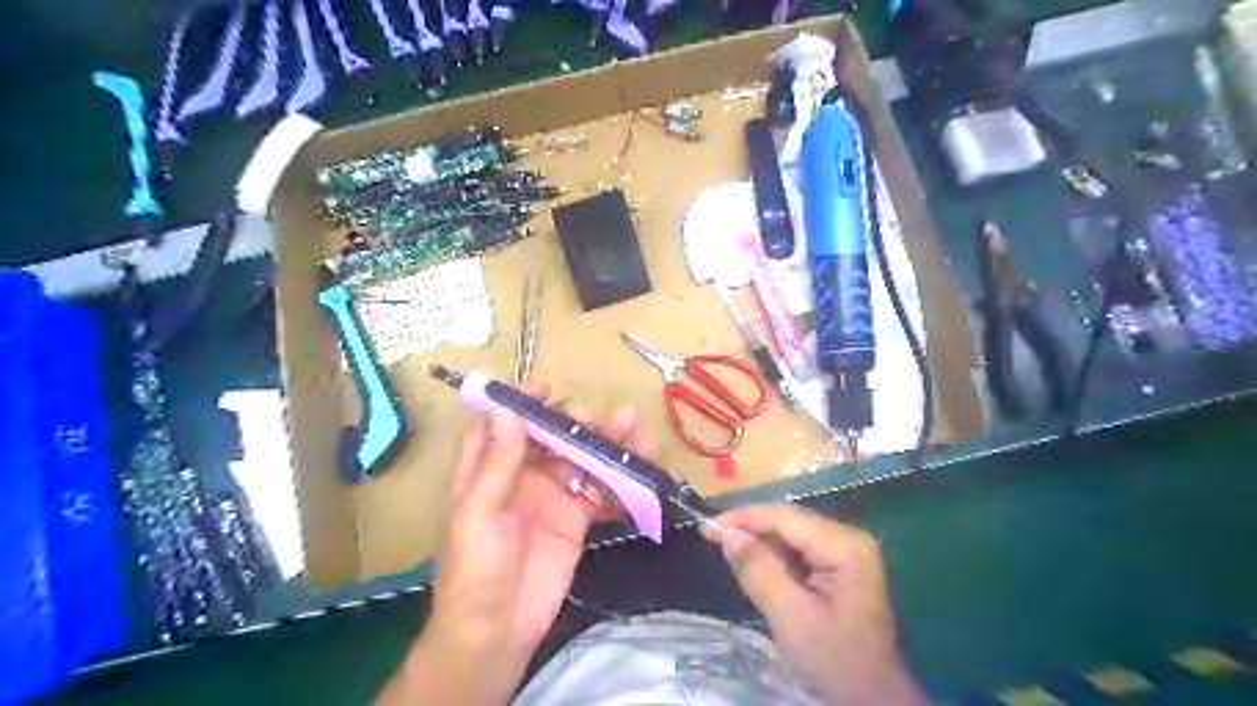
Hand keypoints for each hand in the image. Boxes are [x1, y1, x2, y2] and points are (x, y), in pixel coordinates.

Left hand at [428, 380, 657, 661]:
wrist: (499, 631)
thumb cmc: (476, 570)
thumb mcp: (479, 514)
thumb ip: (496, 463)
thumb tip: (506, 409)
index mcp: (488, 470)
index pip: (502, 424)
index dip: (519, 402)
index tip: (544, 387)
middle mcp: (521, 476)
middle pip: (549, 436)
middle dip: (571, 421)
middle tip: (590, 418)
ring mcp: (552, 496)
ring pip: (580, 457)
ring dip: (605, 441)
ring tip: (632, 426)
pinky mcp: (576, 518)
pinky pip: (599, 489)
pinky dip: (619, 477)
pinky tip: (640, 466)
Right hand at [702, 505, 926, 704]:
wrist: (873, 699)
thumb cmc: (834, 660)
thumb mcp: (790, 616)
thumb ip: (758, 570)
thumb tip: (727, 533)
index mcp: (844, 545)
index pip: (784, 518)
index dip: (743, 518)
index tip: (706, 527)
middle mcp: (848, 537)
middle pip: (788, 521)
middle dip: (749, 527)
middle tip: (711, 537)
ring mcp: (847, 551)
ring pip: (791, 533)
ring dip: (759, 540)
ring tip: (726, 546)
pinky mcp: (841, 565)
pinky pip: (799, 549)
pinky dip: (773, 554)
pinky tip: (754, 561)